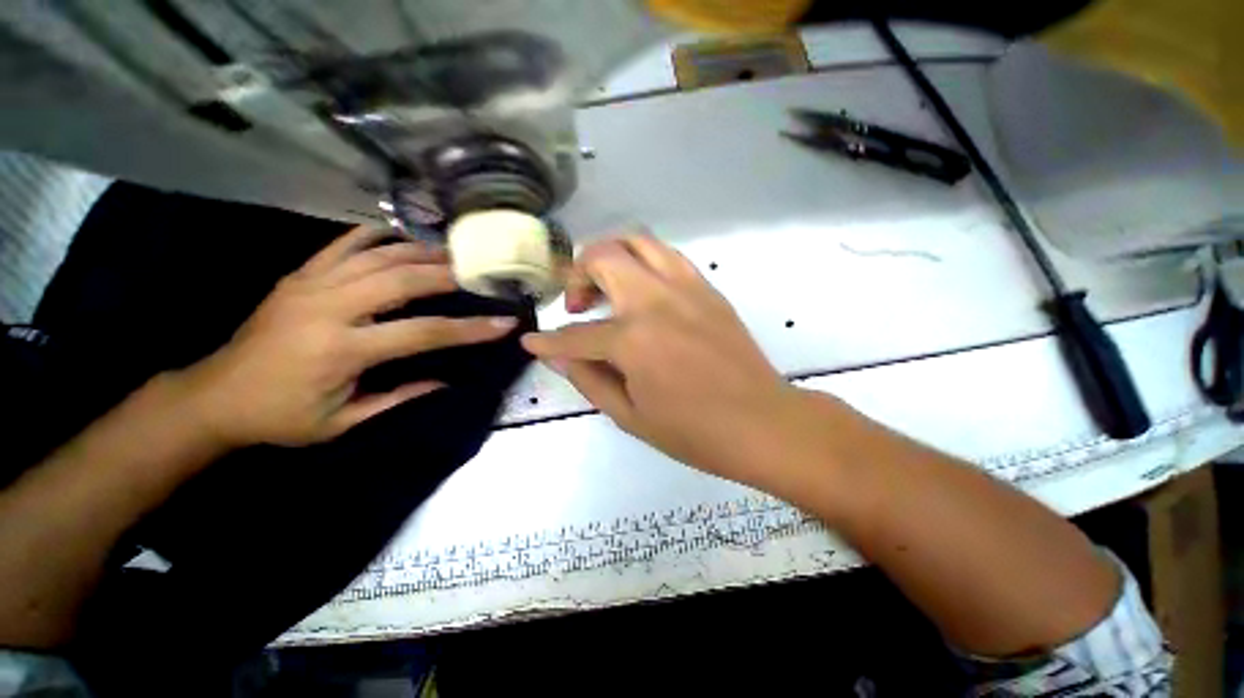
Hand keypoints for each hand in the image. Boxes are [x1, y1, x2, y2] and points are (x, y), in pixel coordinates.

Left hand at [178, 226, 517, 447]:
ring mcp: (310, 284)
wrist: (213, 397)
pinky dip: (374, 236)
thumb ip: (399, 397)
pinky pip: (342, 244)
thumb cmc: (281, 418)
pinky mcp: (298, 275)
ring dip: (420, 251)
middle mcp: (328, 307)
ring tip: (451, 252)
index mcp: (343, 350)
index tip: (504, 323)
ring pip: (377, 255)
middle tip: (482, 272)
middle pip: (404, 279)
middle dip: (449, 274)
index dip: (470, 329)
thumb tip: (446, 381)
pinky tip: (399, 236)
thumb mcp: (344, 422)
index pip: (424, 332)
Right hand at [521, 232, 800, 486]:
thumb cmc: (694, 431)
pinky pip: (667, 255)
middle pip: (602, 257)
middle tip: (578, 303)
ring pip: (636, 241)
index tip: (533, 340)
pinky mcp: (707, 288)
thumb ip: (589, 380)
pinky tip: (642, 289)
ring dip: (610, 255)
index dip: (548, 341)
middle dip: (577, 274)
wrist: (762, 422)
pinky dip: (643, 261)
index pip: (575, 335)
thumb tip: (559, 356)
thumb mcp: (630, 416)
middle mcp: (656, 301)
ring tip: (606, 285)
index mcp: (633, 340)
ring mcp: (685, 287)